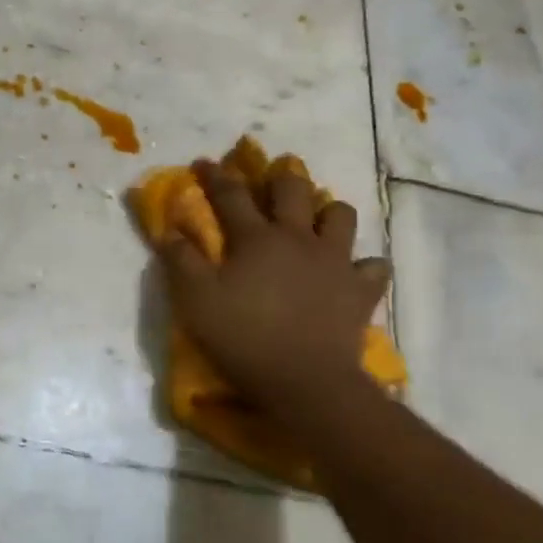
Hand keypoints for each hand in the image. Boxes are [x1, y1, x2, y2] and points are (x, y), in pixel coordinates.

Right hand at [156, 160, 390, 412]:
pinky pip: (373, 266)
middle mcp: (298, 238)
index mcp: (256, 238)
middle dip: (280, 176)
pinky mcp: (361, 290)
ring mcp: (335, 262)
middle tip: (273, 175)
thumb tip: (169, 229)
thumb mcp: (195, 300)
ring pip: (341, 216)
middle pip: (293, 191)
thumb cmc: (242, 336)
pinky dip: (363, 265)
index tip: (204, 162)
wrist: (304, 380)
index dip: (215, 176)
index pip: (231, 195)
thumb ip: (181, 260)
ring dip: (328, 211)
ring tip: (318, 219)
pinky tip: (352, 271)